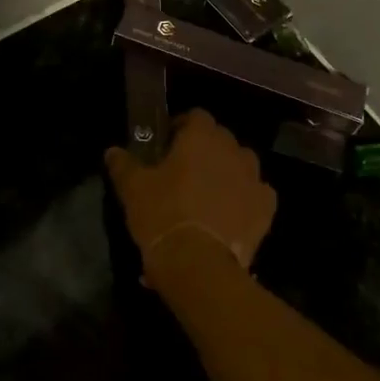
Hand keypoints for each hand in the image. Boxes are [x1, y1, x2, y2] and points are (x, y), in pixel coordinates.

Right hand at [106, 108, 277, 274]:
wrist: (199, 264)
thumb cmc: (162, 215)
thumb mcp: (133, 189)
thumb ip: (123, 164)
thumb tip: (112, 151)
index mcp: (201, 136)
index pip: (196, 116)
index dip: (182, 127)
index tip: (168, 145)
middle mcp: (232, 149)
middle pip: (220, 138)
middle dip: (205, 149)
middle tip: (185, 171)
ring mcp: (254, 177)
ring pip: (241, 163)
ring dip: (228, 171)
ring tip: (210, 193)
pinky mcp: (267, 207)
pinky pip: (257, 193)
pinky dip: (246, 198)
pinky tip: (232, 214)